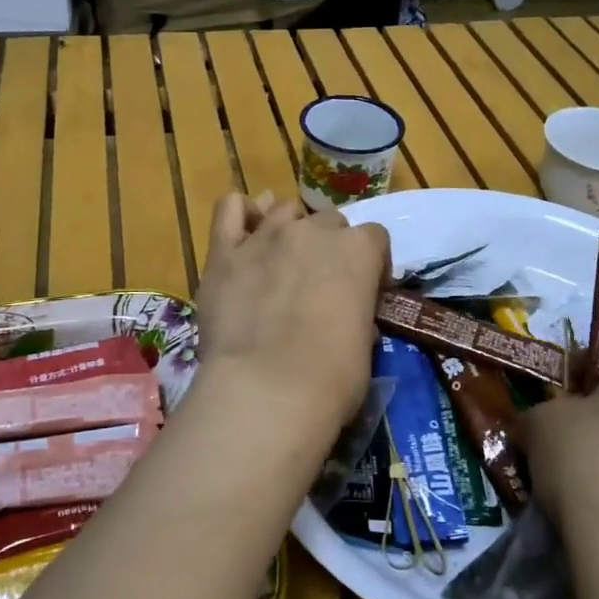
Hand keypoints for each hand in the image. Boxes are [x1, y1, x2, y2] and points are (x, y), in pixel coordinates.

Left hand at [194, 194, 390, 449]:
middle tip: (320, 283)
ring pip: (284, 210)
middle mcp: (313, 231)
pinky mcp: (224, 252)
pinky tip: (244, 230)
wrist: (267, 389)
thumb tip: (347, 317)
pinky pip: (229, 209)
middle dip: (329, 246)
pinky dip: (240, 213)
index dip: (371, 263)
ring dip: (289, 228)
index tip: (365, 291)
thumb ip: (357, 313)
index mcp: (358, 250)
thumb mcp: (364, 344)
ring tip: (282, 259)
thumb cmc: (332, 378)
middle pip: (329, 221)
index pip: (374, 237)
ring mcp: (266, 236)